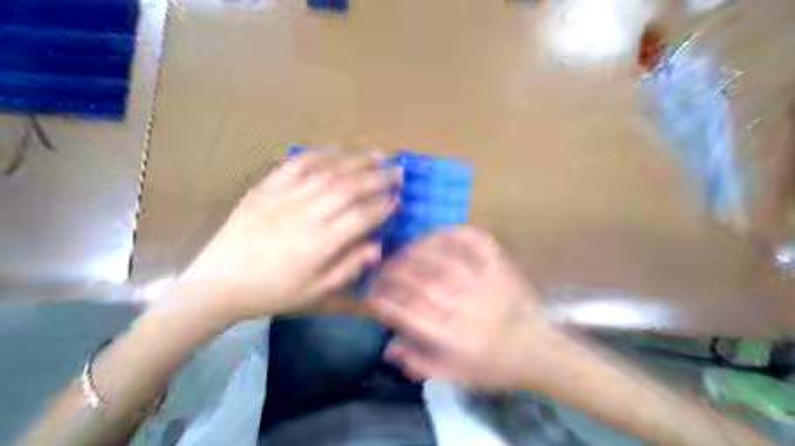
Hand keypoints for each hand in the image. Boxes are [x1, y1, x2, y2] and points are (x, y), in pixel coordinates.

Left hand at [183, 152, 401, 320]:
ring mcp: (284, 197)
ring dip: (355, 161)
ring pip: (327, 171)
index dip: (384, 206)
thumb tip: (378, 247)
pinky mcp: (265, 188)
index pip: (362, 216)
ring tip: (376, 156)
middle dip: (378, 177)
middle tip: (397, 170)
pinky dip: (319, 155)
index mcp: (320, 243)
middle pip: (350, 187)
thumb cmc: (272, 292)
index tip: (399, 199)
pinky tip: (335, 152)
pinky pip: (295, 164)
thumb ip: (348, 268)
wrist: (219, 283)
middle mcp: (306, 214)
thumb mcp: (314, 292)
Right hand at [366, 229, 570, 391]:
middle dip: (392, 275)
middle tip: (381, 272)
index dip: (384, 302)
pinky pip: (474, 242)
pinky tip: (439, 233)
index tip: (373, 296)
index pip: (407, 314)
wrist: (537, 350)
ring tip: (402, 252)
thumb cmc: (494, 365)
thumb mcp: (456, 376)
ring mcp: (482, 282)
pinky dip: (454, 233)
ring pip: (440, 259)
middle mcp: (463, 306)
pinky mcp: (498, 265)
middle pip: (418, 284)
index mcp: (451, 336)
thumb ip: (420, 363)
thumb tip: (388, 348)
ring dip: (415, 253)